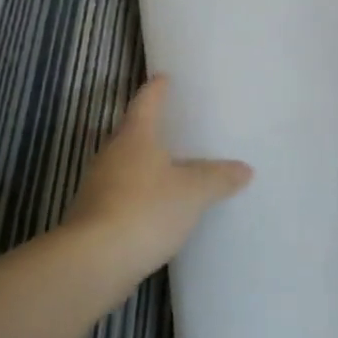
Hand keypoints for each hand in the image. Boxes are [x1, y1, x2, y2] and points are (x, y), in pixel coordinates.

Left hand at [65, 76, 252, 272]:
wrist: (94, 260)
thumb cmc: (146, 209)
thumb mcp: (193, 193)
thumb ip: (218, 178)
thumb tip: (244, 169)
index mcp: (135, 137)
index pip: (146, 103)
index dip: (156, 89)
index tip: (163, 77)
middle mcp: (112, 154)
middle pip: (130, 132)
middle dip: (148, 127)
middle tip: (171, 123)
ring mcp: (98, 185)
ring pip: (123, 164)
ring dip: (142, 163)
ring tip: (167, 166)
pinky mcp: (93, 216)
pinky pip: (120, 194)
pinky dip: (137, 193)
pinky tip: (154, 207)